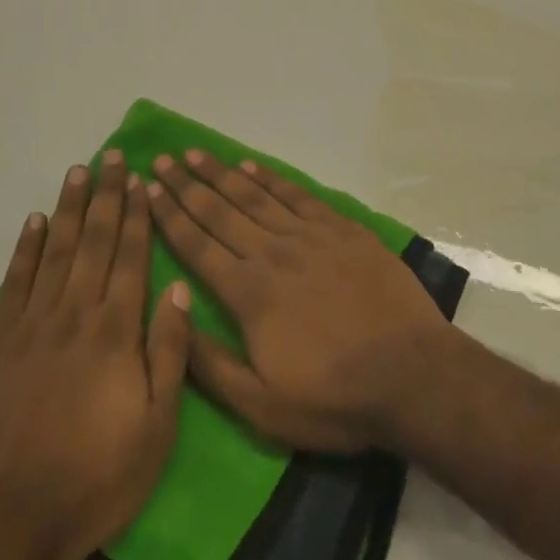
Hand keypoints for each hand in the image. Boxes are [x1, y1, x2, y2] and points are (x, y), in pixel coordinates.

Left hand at [0, 153, 192, 559]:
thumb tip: (177, 287)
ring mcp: (34, 324)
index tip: (141, 180)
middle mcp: (76, 313)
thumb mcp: (157, 426)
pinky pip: (15, 282)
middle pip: (95, 241)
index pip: (132, 256)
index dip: (138, 215)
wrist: (11, 518)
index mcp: (117, 330)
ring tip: (78, 171)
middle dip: (107, 196)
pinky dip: (26, 248)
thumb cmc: (98, 475)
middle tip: (111, 156)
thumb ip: (169, 351)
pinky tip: (35, 221)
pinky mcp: (0, 342)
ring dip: (70, 208)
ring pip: (56, 250)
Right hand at [147, 151, 455, 453]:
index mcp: (248, 293)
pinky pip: (297, 195)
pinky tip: (251, 166)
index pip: (197, 245)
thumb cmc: (334, 397)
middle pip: (219, 211)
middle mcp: (272, 253)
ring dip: (221, 174)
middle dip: (186, 185)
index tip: (147, 188)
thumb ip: (210, 364)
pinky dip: (270, 179)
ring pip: (254, 196)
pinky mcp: (341, 229)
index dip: (169, 216)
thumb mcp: (262, 405)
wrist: (412, 373)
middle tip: (163, 159)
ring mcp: (309, 236)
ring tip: (196, 153)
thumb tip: (173, 316)